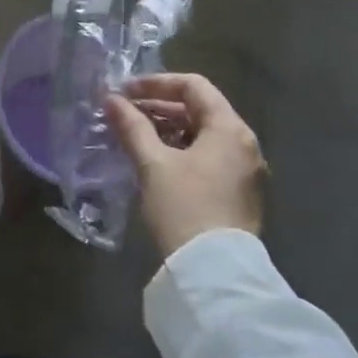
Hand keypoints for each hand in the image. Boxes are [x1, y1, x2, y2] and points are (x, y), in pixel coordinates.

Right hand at [106, 72, 265, 257]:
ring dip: (168, 130)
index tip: (125, 92)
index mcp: (229, 129)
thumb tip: (111, 100)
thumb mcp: (153, 164)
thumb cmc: (184, 208)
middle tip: (124, 114)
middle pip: (200, 109)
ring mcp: (246, 171)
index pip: (194, 86)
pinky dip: (182, 151)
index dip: (156, 83)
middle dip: (159, 107)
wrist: (214, 274)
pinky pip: (209, 158)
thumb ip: (132, 127)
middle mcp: (245, 144)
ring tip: (135, 137)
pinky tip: (155, 162)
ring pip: (203, 135)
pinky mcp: (240, 194)